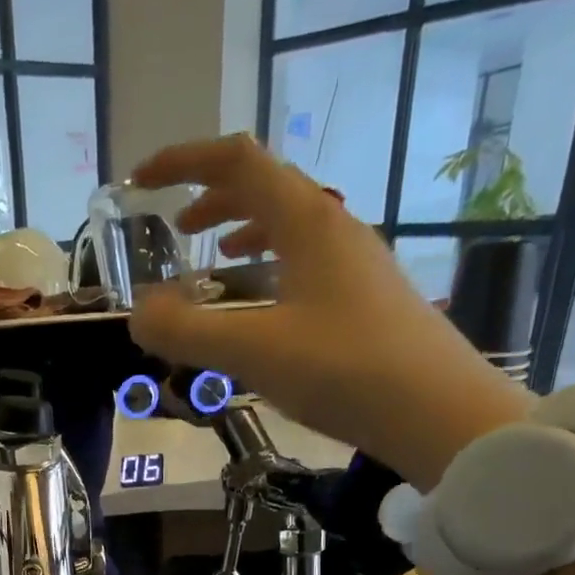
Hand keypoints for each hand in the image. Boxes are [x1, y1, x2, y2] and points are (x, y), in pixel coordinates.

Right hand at [128, 134, 530, 486]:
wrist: (437, 412)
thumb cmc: (344, 370)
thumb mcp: (252, 351)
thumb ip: (185, 331)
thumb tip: (138, 315)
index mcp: (307, 220)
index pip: (237, 162)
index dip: (183, 163)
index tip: (139, 183)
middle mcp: (334, 227)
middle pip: (265, 187)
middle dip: (211, 199)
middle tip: (175, 232)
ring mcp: (355, 263)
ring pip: (289, 225)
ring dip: (244, 232)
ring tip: (215, 261)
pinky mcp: (365, 299)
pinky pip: (306, 262)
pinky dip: (271, 268)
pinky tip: (263, 305)